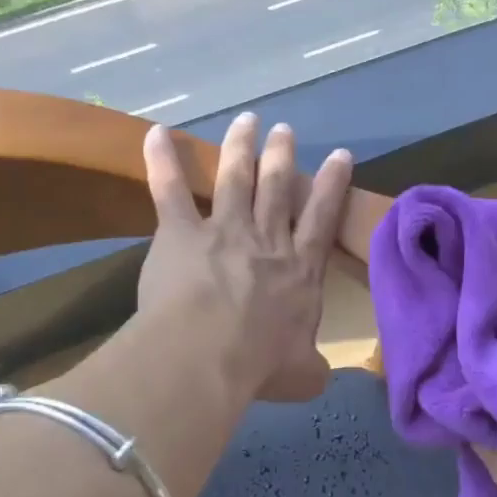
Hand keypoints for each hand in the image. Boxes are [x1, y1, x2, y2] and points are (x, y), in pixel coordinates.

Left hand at [137, 113, 353, 402]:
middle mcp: (267, 241)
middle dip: (282, 155)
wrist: (209, 356)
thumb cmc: (259, 365)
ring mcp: (225, 231)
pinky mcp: (182, 233)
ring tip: (246, 120)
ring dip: (241, 146)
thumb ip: (312, 369)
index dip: (332, 184)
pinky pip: (170, 191)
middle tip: (284, 129)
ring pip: (236, 178)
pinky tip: (157, 132)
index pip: (321, 217)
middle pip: (278, 187)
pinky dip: (162, 160)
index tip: (340, 155)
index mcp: (300, 270)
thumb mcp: (302, 375)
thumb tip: (320, 377)